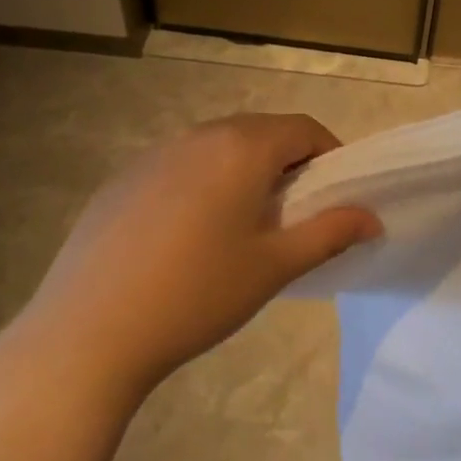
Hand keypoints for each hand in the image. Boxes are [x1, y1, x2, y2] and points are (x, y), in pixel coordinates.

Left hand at [6, 114, 379, 406]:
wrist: (89, 331)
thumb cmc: (197, 295)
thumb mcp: (275, 266)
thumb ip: (330, 233)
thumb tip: (372, 217)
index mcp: (241, 148)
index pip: (302, 128)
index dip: (330, 155)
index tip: (336, 195)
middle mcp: (196, 136)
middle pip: (259, 133)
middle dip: (288, 163)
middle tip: (295, 214)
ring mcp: (152, 155)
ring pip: (216, 148)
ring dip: (243, 172)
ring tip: (243, 227)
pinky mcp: (121, 180)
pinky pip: (178, 167)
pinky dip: (202, 184)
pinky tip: (188, 237)